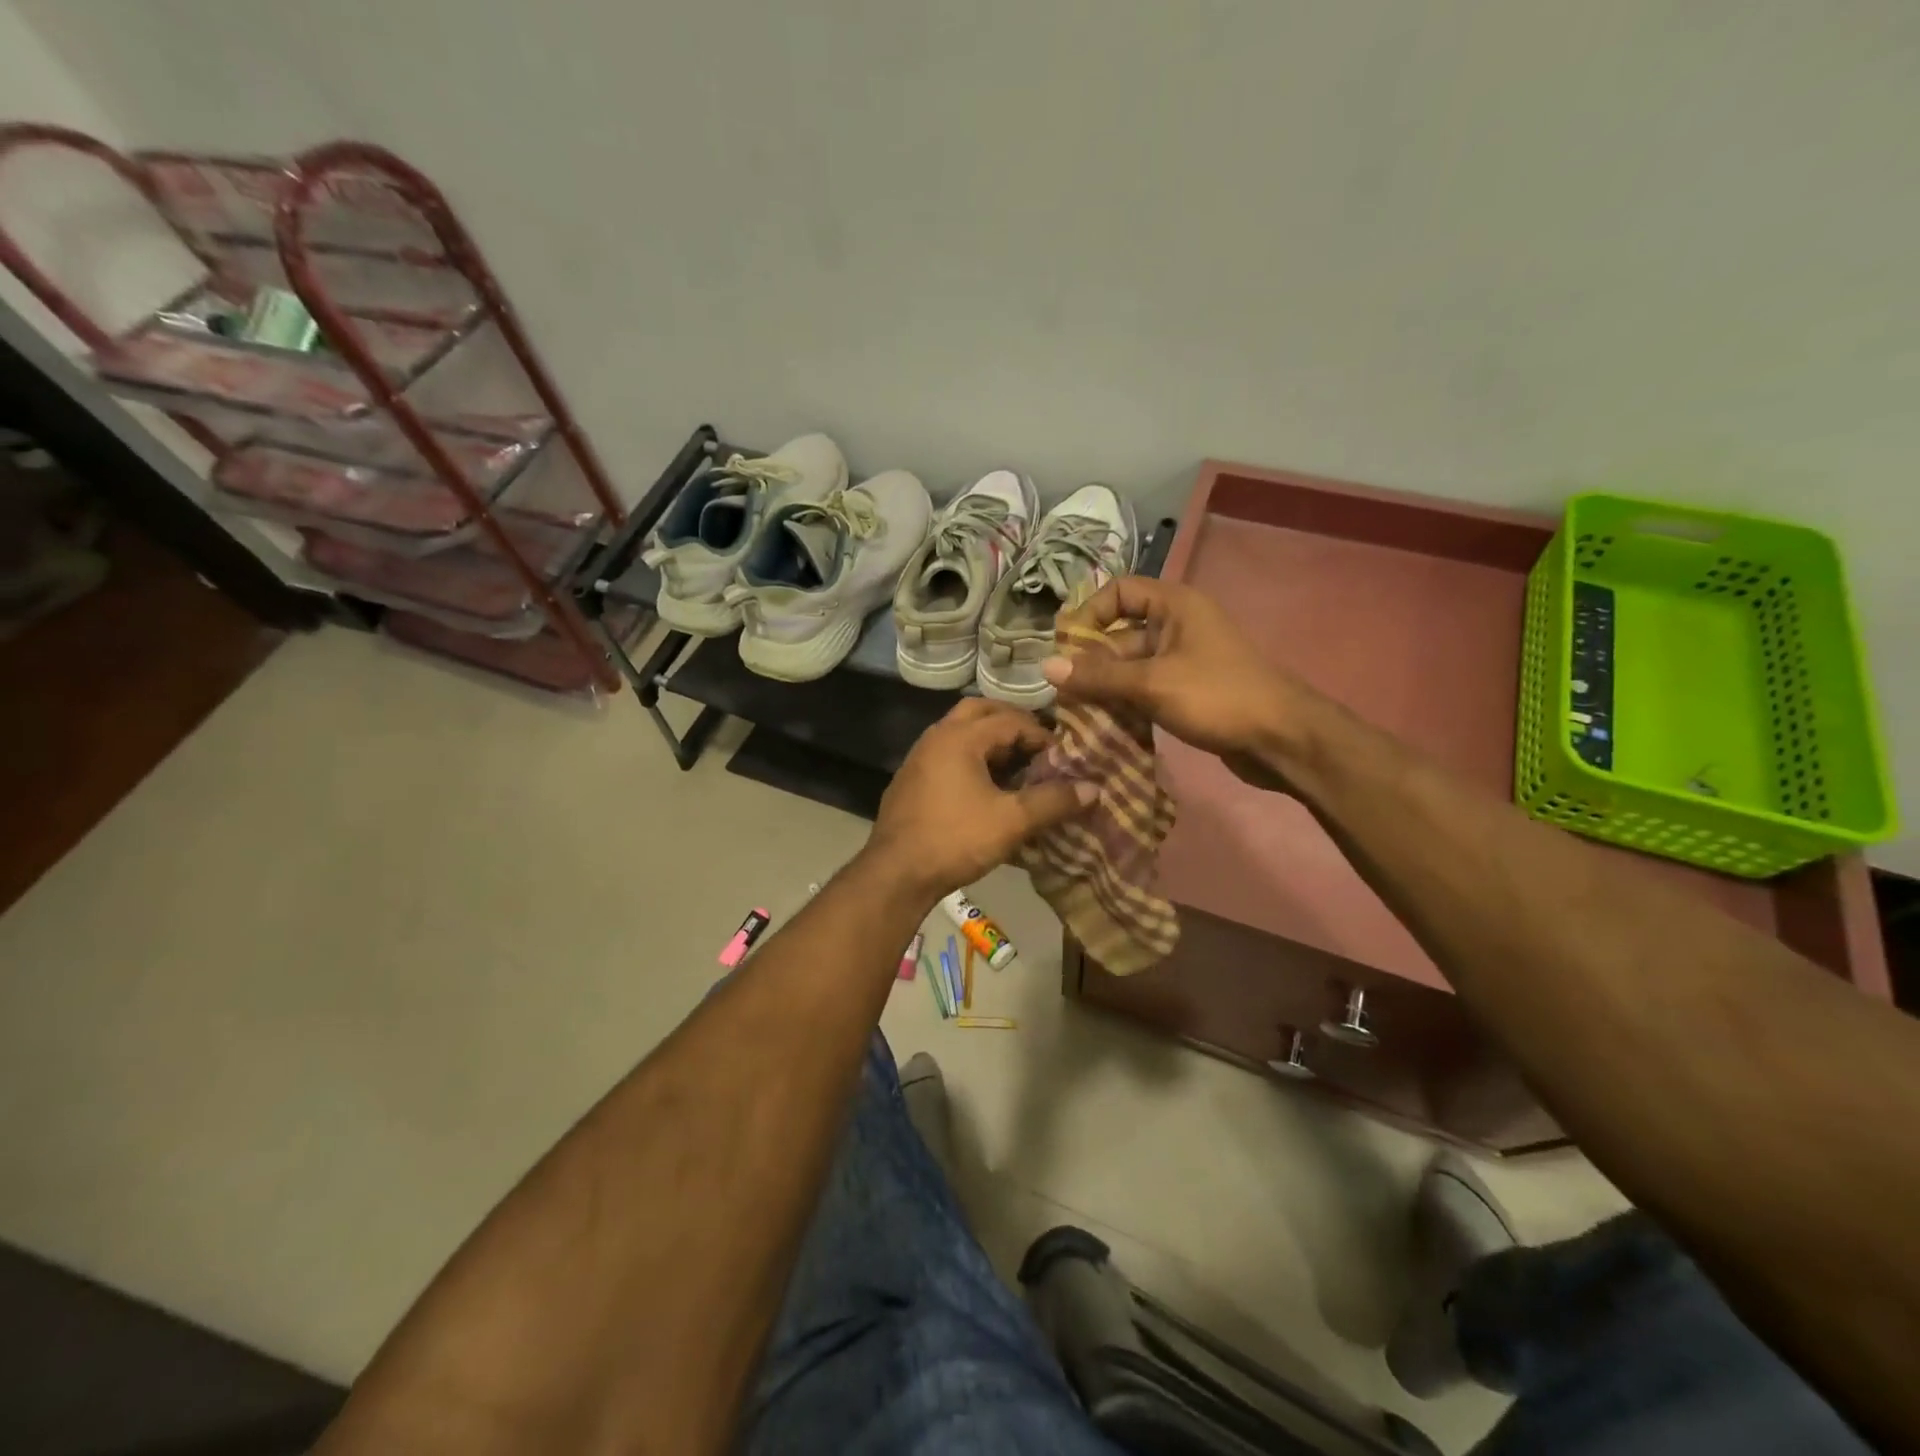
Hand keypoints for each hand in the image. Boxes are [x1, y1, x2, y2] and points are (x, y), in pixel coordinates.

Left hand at [865, 699, 1097, 901]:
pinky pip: (947, 755)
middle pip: (980, 712)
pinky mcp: (911, 780)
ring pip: (961, 733)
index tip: (1064, 757)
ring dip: (990, 742)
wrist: (896, 873)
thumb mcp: (1012, 821)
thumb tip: (1095, 788)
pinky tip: (987, 788)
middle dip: (1012, 724)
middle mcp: (936, 736)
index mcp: (960, 737)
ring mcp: (919, 757)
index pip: (1010, 720)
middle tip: (1038, 747)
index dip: (1041, 735)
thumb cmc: (956, 839)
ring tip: (1018, 767)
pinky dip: (971, 759)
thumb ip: (1053, 801)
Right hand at [1041, 577, 1309, 788]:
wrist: (1282, 739)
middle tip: (1062, 692)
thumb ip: (1098, 676)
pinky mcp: (1187, 691)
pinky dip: (1124, 703)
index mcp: (1174, 606)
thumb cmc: (1218, 697)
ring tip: (1074, 712)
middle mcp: (1177, 626)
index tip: (1065, 647)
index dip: (1088, 613)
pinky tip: (1102, 725)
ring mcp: (1183, 661)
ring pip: (1130, 667)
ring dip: (1104, 687)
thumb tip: (1045, 667)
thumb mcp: (1152, 683)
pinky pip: (1144, 689)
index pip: (1119, 591)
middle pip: (1119, 634)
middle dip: (1090, 661)